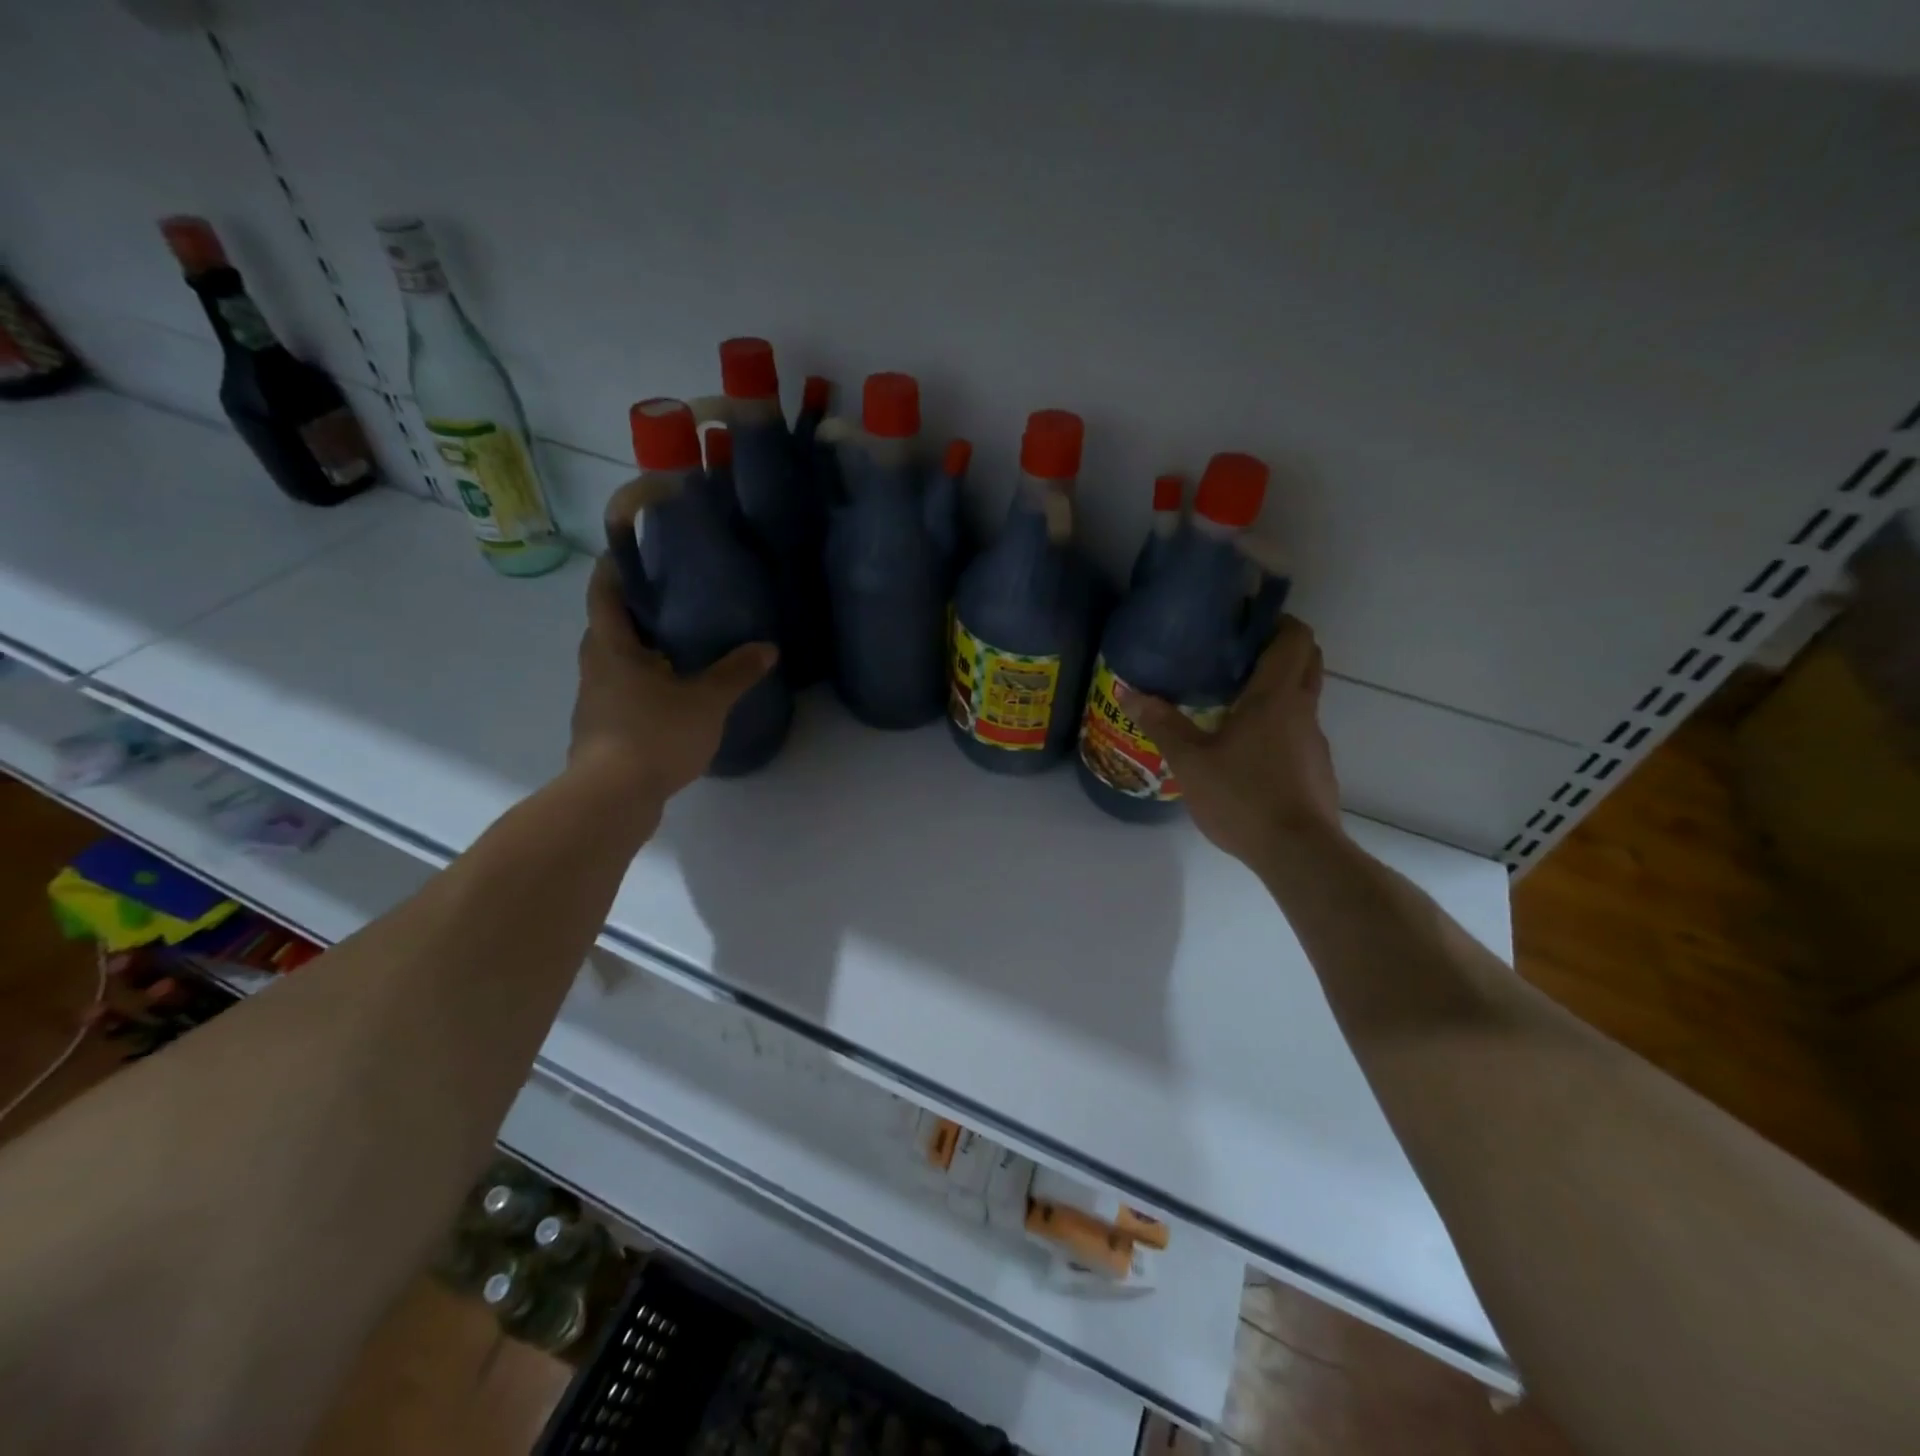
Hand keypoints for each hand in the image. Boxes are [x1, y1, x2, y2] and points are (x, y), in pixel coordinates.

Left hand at [569, 555, 776, 799]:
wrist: (612, 798)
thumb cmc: (654, 734)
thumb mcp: (706, 701)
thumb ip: (736, 673)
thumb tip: (767, 648)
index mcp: (611, 647)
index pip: (604, 593)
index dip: (615, 568)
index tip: (634, 551)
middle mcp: (594, 668)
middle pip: (608, 628)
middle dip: (635, 612)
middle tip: (673, 602)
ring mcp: (594, 702)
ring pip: (615, 664)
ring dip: (640, 653)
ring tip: (680, 649)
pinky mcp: (601, 732)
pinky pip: (622, 695)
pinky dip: (643, 687)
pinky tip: (672, 698)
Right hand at [1117, 616, 1342, 865]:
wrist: (1298, 853)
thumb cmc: (1243, 796)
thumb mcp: (1190, 761)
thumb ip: (1161, 724)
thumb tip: (1128, 691)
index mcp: (1276, 697)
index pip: (1295, 638)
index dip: (1277, 621)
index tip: (1247, 621)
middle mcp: (1303, 711)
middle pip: (1307, 661)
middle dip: (1281, 648)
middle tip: (1238, 655)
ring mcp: (1315, 741)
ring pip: (1303, 699)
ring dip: (1277, 690)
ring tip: (1233, 703)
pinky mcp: (1317, 769)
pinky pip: (1299, 732)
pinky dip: (1278, 726)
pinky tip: (1247, 751)